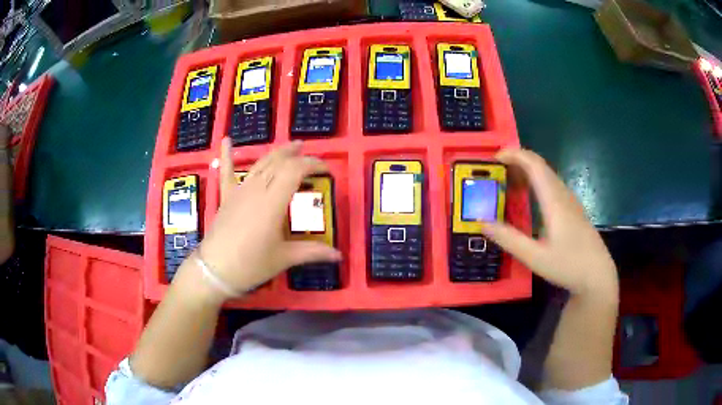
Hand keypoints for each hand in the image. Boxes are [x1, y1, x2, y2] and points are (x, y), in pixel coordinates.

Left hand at [197, 138, 341, 294]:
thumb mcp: (284, 258)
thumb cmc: (251, 265)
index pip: (295, 171)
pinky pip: (226, 172)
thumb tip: (339, 256)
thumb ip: (312, 252)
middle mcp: (257, 189)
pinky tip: (227, 140)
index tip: (326, 170)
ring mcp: (239, 191)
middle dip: (297, 155)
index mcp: (273, 202)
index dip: (312, 164)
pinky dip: (227, 155)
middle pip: (279, 162)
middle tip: (310, 154)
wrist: (215, 270)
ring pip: (260, 164)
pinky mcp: (227, 196)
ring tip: (291, 146)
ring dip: (277, 153)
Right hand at [480, 149, 617, 298]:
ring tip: (508, 183)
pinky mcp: (573, 209)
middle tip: (496, 171)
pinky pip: (552, 185)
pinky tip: (529, 199)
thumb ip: (509, 239)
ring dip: (527, 172)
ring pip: (547, 175)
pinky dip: (536, 183)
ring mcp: (570, 201)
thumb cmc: (568, 265)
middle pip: (540, 166)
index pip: (534, 165)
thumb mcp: (535, 257)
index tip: (495, 157)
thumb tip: (483, 223)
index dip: (515, 154)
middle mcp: (563, 195)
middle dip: (517, 161)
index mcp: (554, 201)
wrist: (598, 275)